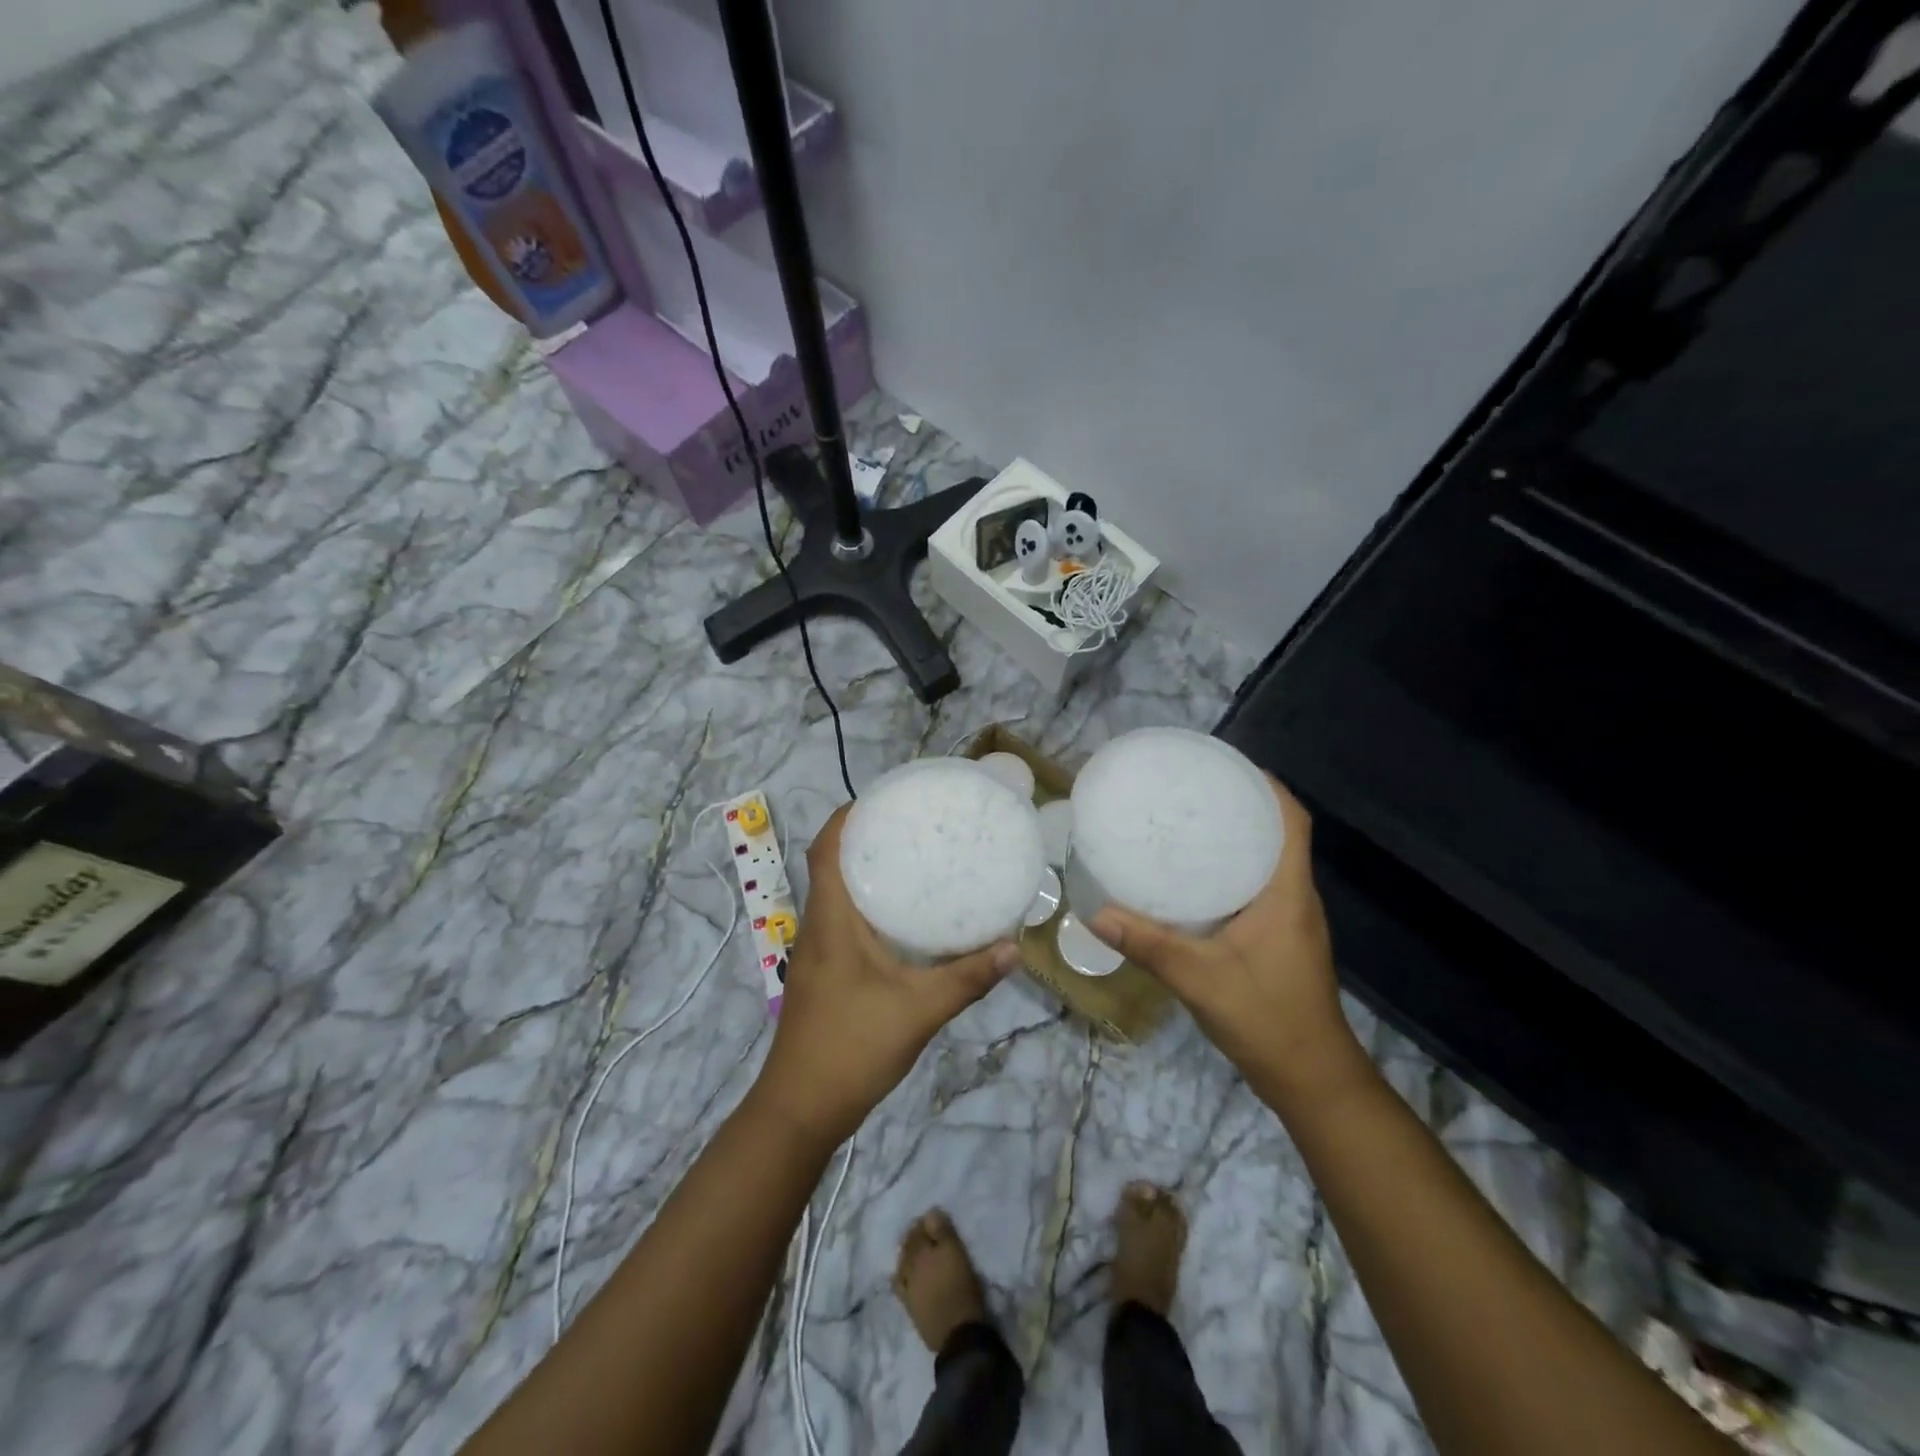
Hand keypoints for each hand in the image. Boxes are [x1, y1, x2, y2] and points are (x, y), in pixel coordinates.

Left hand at [751, 804, 1020, 1147]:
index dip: (847, 816)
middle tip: (914, 826)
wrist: (800, 1110)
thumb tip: (1014, 946)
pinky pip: (844, 922)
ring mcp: (817, 953)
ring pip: (837, 895)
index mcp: (831, 921)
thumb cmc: (852, 1048)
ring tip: (915, 861)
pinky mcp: (824, 974)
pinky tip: (905, 921)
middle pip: (832, 865)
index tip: (885, 798)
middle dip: (865, 838)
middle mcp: (818, 927)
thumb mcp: (919, 1010)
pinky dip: (869, 906)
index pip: (826, 849)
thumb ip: (967, 978)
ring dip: (867, 872)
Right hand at [1089, 776, 1368, 1111]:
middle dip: (1241, 805)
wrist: (1310, 1078)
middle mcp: (1294, 897)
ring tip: (1186, 824)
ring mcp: (1289, 919)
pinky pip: (1257, 886)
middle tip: (1190, 791)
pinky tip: (1192, 879)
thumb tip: (1096, 912)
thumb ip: (1148, 944)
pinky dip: (1230, 870)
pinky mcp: (1279, 938)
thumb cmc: (1266, 1017)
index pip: (1292, 821)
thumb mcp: (1199, 978)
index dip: (1267, 786)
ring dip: (1236, 837)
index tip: (1225, 766)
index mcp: (1287, 892)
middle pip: (1278, 833)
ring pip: (1267, 861)